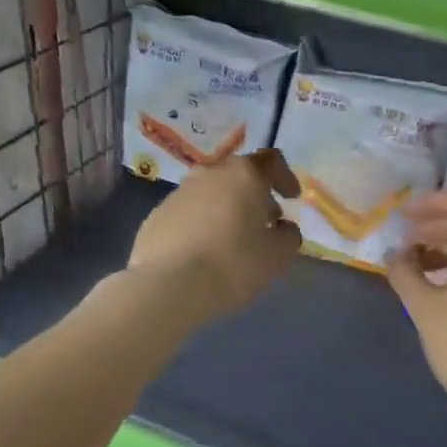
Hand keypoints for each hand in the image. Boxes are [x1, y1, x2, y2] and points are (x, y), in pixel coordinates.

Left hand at [128, 150, 301, 324]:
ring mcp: (177, 193)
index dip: (285, 177)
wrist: (168, 286)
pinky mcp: (156, 216)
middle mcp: (209, 174)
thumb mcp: (277, 256)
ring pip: (210, 194)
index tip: (291, 198)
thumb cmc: (233, 264)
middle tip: (265, 222)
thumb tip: (283, 228)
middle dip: (255, 196)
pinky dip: (201, 225)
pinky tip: (203, 253)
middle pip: (238, 176)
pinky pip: (188, 214)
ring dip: (226, 210)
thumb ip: (288, 236)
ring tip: (233, 240)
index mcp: (243, 175)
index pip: (271, 161)